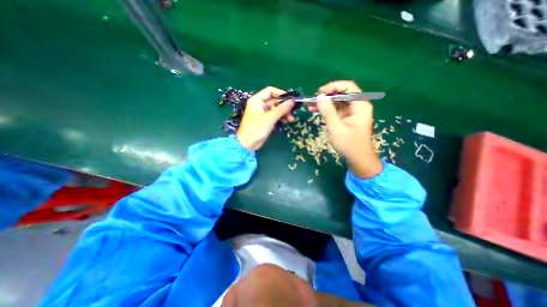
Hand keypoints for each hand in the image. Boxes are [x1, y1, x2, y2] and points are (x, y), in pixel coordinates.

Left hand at [235, 86, 294, 150]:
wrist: (248, 144)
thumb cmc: (256, 128)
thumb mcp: (270, 118)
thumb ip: (281, 109)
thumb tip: (292, 101)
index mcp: (257, 100)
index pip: (270, 91)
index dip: (280, 93)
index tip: (290, 99)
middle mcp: (260, 105)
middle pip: (274, 100)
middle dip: (284, 105)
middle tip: (293, 111)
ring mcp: (263, 113)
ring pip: (276, 109)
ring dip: (284, 113)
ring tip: (291, 119)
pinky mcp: (265, 121)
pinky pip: (275, 116)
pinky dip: (281, 118)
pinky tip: (287, 121)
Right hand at [309, 80, 380, 177]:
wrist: (357, 158)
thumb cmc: (348, 144)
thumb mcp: (336, 127)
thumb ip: (328, 111)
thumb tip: (319, 96)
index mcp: (360, 105)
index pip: (348, 87)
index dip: (333, 87)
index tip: (320, 92)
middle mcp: (357, 106)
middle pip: (341, 94)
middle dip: (326, 96)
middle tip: (312, 100)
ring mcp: (352, 112)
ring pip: (337, 102)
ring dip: (324, 103)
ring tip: (310, 106)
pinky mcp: (347, 118)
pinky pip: (336, 110)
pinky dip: (326, 110)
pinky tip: (315, 111)